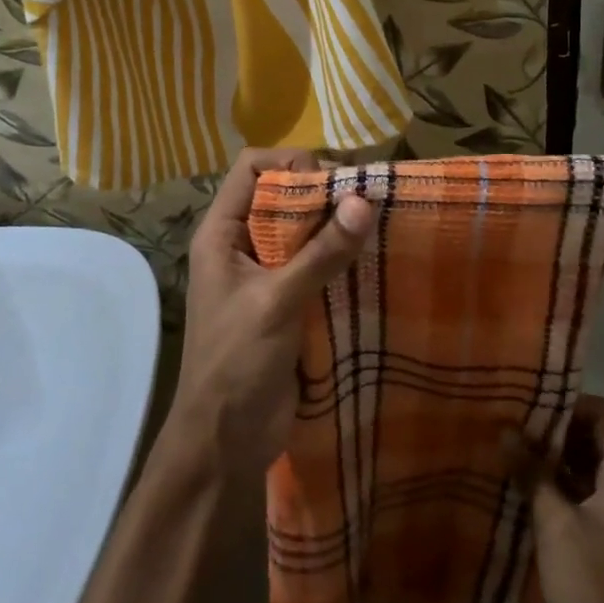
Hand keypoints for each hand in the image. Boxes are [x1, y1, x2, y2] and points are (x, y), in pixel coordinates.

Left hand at [170, 148, 374, 477]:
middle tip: (368, 205)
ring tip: (380, 228)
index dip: (291, 163)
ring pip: (306, 231)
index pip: (253, 168)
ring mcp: (268, 274)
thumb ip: (320, 253)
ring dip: (339, 229)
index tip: (333, 182)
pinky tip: (375, 262)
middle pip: (285, 195)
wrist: (225, 440)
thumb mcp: (278, 302)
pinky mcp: (290, 301)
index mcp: (223, 233)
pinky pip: (319, 265)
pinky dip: (344, 259)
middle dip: (325, 195)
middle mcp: (243, 244)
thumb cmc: (236, 363)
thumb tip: (364, 201)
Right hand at [525, 396, 603, 602]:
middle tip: (515, 420)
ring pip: (586, 461)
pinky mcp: (603, 527)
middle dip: (557, 426)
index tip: (533, 402)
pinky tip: (522, 477)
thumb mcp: (554, 522)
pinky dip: (556, 477)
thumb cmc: (587, 583)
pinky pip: (581, 486)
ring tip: (512, 443)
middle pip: (596, 435)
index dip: (572, 403)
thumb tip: (505, 431)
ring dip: (553, 453)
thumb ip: (532, 472)